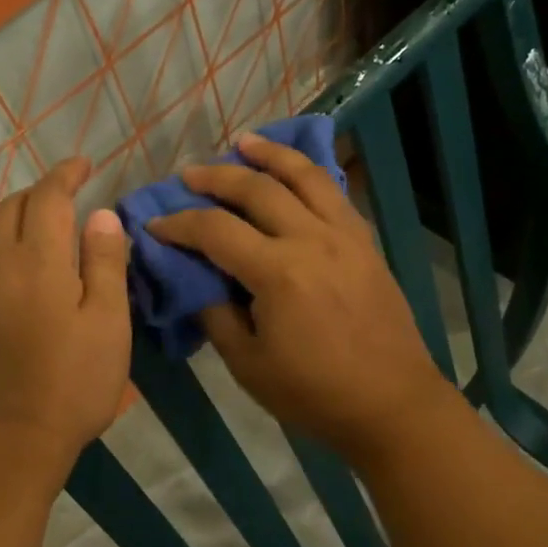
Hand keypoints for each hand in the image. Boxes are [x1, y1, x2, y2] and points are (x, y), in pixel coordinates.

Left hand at [0, 158, 131, 482]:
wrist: (10, 442)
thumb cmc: (72, 383)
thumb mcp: (107, 322)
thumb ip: (105, 263)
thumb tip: (101, 215)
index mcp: (38, 262)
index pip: (47, 198)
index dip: (66, 174)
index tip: (85, 164)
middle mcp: (1, 267)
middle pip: (13, 207)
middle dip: (42, 190)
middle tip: (75, 192)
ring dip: (26, 215)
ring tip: (60, 224)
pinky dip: (15, 241)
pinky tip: (41, 264)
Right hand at [150, 133, 455, 464]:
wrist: (392, 404)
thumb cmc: (314, 393)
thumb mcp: (248, 364)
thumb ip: (216, 314)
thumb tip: (196, 280)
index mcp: (278, 272)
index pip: (215, 230)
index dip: (178, 224)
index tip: (155, 225)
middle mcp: (311, 239)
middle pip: (256, 189)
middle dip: (216, 177)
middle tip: (189, 175)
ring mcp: (344, 235)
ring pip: (304, 176)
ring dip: (270, 154)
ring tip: (244, 142)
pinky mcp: (366, 242)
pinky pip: (333, 193)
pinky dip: (308, 174)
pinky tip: (294, 172)